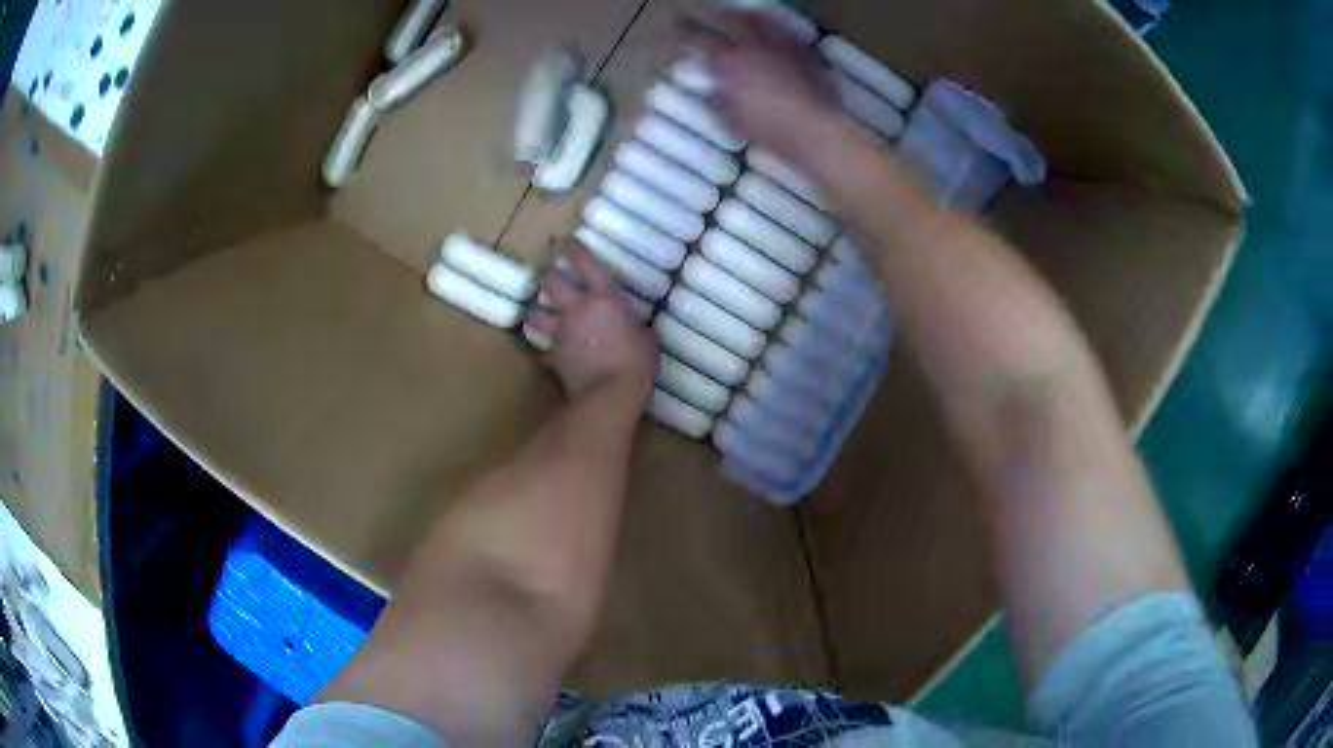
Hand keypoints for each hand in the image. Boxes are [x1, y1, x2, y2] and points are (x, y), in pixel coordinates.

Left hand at [525, 248, 656, 403]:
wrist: (608, 396)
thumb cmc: (635, 363)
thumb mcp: (648, 342)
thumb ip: (642, 330)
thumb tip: (644, 328)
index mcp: (603, 298)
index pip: (584, 263)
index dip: (572, 249)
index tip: (565, 241)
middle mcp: (576, 309)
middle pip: (550, 282)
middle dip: (547, 275)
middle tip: (549, 273)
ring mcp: (561, 333)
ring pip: (537, 314)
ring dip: (536, 312)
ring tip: (537, 311)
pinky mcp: (553, 357)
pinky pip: (544, 351)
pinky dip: (544, 350)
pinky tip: (546, 353)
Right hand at [683, 13, 853, 169]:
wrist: (814, 129)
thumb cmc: (770, 130)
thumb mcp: (733, 119)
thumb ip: (723, 99)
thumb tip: (719, 92)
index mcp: (729, 61)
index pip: (699, 37)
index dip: (686, 30)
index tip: (679, 26)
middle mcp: (753, 46)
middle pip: (731, 19)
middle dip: (718, 16)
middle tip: (712, 15)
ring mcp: (781, 46)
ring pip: (761, 20)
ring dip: (748, 17)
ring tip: (743, 16)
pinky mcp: (804, 52)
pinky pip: (786, 33)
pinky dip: (776, 29)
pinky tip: (776, 31)